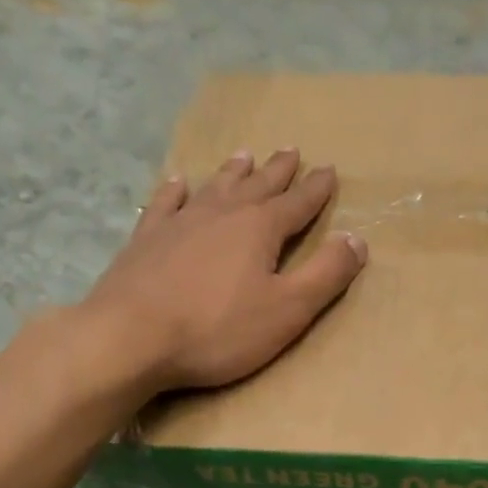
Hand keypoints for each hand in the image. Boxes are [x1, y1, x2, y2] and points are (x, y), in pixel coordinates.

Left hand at [88, 148, 366, 392]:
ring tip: (244, 155)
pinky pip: (165, 203)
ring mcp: (180, 223)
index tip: (329, 170)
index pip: (298, 204)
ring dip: (233, 172)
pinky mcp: (146, 239)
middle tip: (291, 151)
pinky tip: (178, 181)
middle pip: (257, 186)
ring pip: (215, 188)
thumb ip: (326, 274)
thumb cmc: (217, 329)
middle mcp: (222, 214)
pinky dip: (175, 190)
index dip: (316, 189)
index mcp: (260, 229)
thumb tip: (357, 239)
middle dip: (278, 171)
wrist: (129, 337)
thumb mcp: (288, 309)